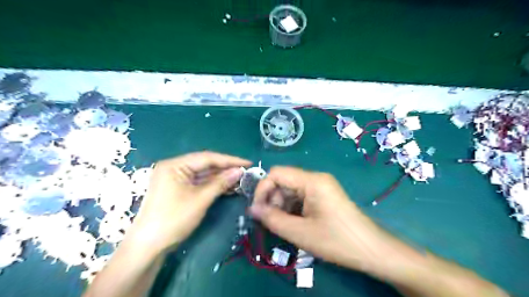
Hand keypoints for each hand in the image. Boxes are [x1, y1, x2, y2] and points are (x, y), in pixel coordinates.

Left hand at [130, 152, 249, 254]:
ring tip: (241, 179)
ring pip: (203, 174)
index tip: (248, 163)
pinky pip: (199, 183)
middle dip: (226, 169)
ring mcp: (175, 179)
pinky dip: (213, 185)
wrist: (148, 247)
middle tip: (246, 172)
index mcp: (175, 165)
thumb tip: (240, 171)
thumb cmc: (173, 219)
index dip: (230, 160)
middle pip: (205, 165)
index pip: (207, 158)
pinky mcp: (178, 189)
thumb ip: (221, 182)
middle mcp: (174, 168)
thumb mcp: (200, 199)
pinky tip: (228, 187)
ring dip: (221, 178)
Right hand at [248, 167, 386, 270]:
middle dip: (273, 199)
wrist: (371, 249)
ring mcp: (321, 186)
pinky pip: (301, 196)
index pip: (277, 173)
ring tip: (284, 225)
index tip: (257, 210)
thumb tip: (252, 209)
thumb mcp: (300, 232)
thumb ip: (272, 219)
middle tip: (272, 221)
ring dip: (282, 205)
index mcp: (312, 181)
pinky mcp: (324, 195)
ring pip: (291, 189)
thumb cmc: (336, 240)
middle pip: (284, 181)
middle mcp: (316, 178)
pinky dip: (292, 208)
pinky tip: (294, 223)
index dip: (262, 189)